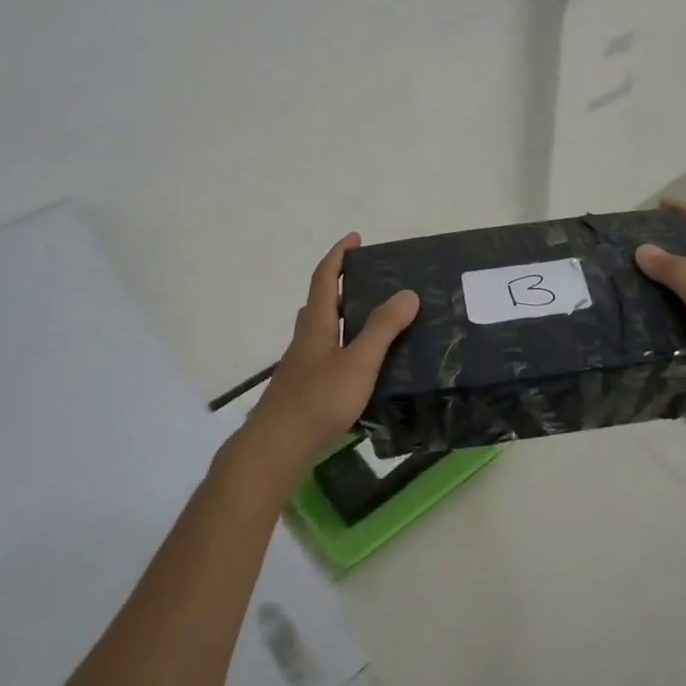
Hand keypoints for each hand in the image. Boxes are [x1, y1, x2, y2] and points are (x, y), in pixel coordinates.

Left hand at [238, 234, 418, 484]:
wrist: (277, 447)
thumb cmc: (318, 400)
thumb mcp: (358, 362)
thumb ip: (383, 329)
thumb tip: (408, 293)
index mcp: (317, 325)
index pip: (325, 278)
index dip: (339, 255)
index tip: (355, 237)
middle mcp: (306, 339)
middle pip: (321, 302)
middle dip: (342, 284)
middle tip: (371, 280)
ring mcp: (302, 366)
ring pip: (322, 330)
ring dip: (343, 317)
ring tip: (374, 320)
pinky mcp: (304, 389)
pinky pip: (326, 355)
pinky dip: (344, 347)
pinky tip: (362, 367)